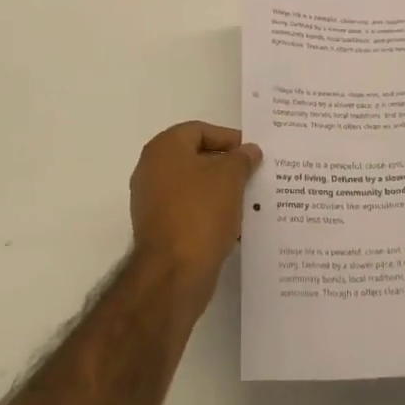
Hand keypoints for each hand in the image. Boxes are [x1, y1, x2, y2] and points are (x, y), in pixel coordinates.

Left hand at [128, 122, 261, 292]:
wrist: (173, 273)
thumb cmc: (201, 212)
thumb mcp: (230, 177)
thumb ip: (241, 158)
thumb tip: (249, 150)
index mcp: (164, 148)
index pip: (199, 130)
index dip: (228, 138)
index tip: (252, 152)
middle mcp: (152, 169)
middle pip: (195, 158)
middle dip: (226, 166)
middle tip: (253, 174)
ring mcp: (152, 201)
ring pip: (193, 187)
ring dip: (220, 191)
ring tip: (249, 201)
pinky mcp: (158, 229)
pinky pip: (188, 211)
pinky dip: (210, 213)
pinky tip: (234, 225)